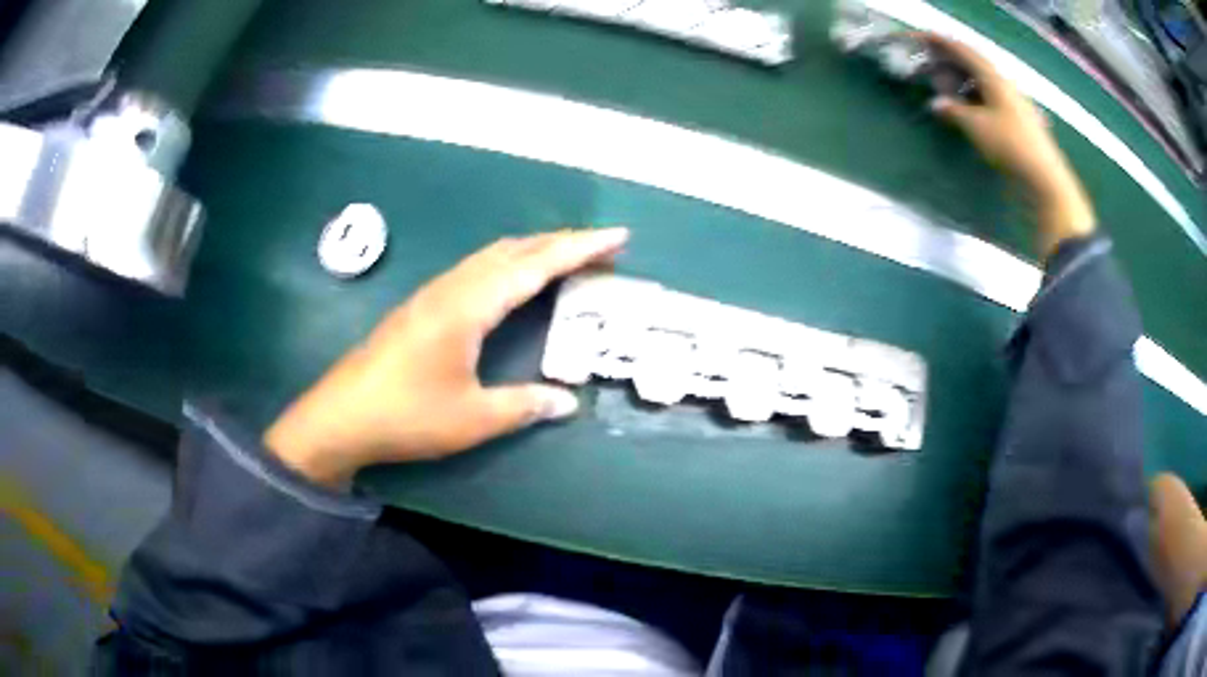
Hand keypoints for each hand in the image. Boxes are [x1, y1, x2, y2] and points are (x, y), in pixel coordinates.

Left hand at [264, 228, 629, 486]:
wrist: (341, 416)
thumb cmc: (407, 416)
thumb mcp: (472, 419)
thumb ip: (523, 405)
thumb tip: (567, 401)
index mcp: (470, 306)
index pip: (535, 266)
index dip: (579, 249)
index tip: (617, 237)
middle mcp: (453, 288)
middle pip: (514, 249)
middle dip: (561, 243)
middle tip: (601, 249)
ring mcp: (434, 293)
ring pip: (493, 256)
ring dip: (533, 251)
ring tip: (567, 259)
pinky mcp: (422, 306)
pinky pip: (476, 269)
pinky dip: (508, 264)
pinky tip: (513, 281)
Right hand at [925, 35, 1095, 258]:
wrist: (1045, 181)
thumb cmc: (1010, 147)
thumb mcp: (976, 127)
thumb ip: (954, 111)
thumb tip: (937, 103)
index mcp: (995, 78)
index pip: (964, 51)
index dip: (943, 42)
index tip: (923, 37)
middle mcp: (1006, 85)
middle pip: (975, 65)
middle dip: (951, 62)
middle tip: (931, 65)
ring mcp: (1016, 104)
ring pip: (984, 83)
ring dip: (963, 81)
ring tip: (947, 88)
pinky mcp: (1020, 122)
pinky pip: (992, 100)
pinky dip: (976, 98)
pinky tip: (969, 108)